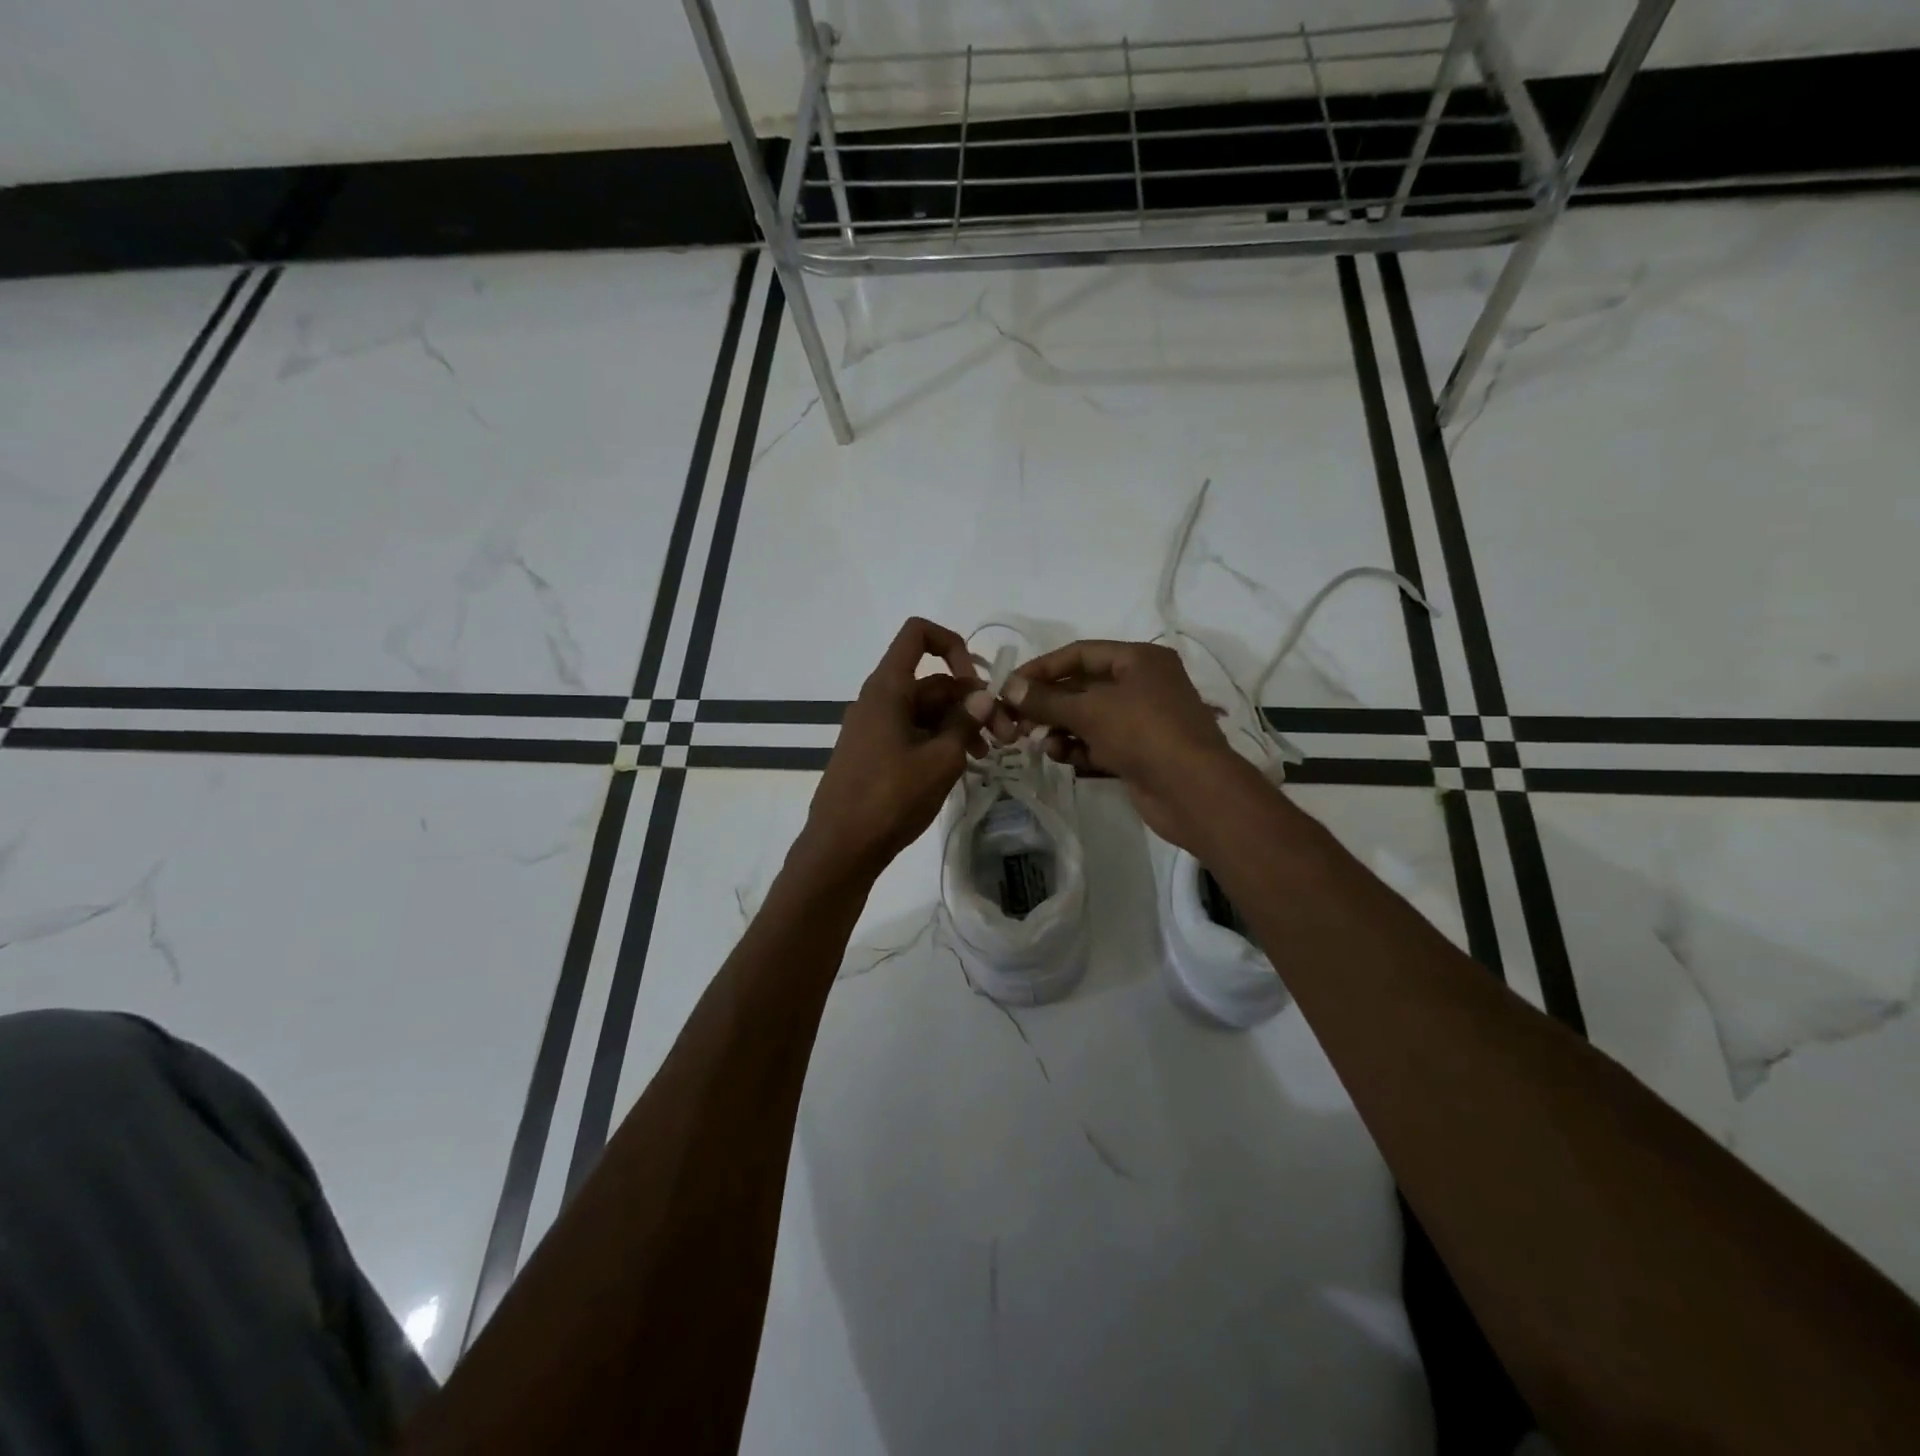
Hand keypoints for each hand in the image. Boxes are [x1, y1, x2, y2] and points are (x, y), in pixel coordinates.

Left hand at [798, 618, 991, 878]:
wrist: (840, 848)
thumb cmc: (890, 798)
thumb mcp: (940, 760)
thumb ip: (964, 723)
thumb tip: (982, 696)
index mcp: (887, 688)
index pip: (918, 634)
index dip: (953, 645)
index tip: (976, 681)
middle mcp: (878, 700)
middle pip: (931, 681)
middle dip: (971, 701)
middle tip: (1006, 735)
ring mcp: (874, 728)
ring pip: (925, 710)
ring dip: (960, 724)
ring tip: (988, 755)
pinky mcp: (874, 753)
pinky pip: (912, 732)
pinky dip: (939, 740)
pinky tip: (963, 766)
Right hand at [1003, 640, 1260, 853]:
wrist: (1193, 790)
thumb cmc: (1143, 733)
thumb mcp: (1090, 710)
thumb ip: (1046, 699)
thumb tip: (1009, 687)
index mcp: (1139, 660)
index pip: (1080, 653)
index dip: (1043, 667)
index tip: (1010, 685)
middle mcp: (1143, 684)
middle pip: (1083, 687)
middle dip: (1048, 703)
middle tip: (1015, 720)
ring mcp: (1143, 720)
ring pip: (1089, 718)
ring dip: (1060, 728)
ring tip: (1035, 741)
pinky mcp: (1139, 752)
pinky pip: (1100, 743)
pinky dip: (1078, 748)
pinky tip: (1059, 757)